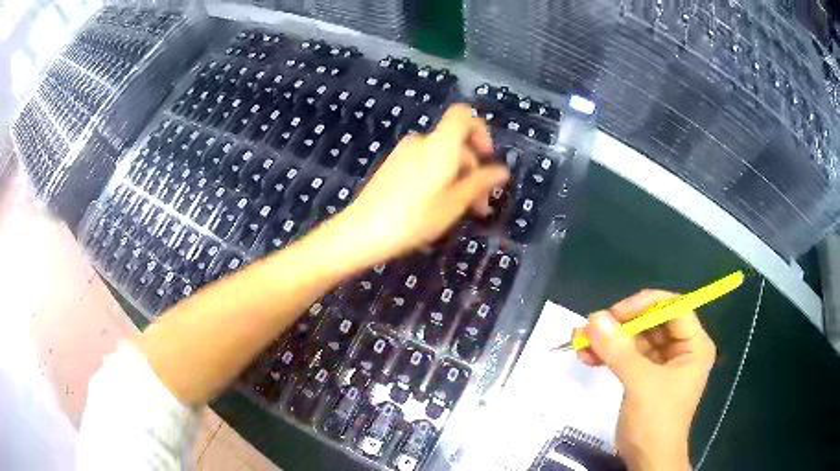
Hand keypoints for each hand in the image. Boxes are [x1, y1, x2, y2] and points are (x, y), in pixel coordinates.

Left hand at [327, 104, 509, 269]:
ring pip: (441, 158)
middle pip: (455, 143)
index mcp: (439, 144)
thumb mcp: (454, 203)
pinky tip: (438, 207)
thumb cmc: (414, 218)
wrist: (362, 231)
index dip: (480, 130)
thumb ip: (480, 183)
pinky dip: (438, 179)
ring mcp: (403, 154)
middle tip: (480, 206)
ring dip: (458, 179)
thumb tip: (503, 170)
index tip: (487, 158)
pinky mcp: (392, 167)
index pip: (463, 115)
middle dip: (474, 170)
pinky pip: (424, 165)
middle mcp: (421, 142)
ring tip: (462, 211)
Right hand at [577, 290, 715, 470]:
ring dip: (609, 340)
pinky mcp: (645, 375)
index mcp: (693, 345)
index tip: (615, 314)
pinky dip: (608, 354)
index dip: (645, 305)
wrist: (646, 460)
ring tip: (581, 343)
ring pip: (636, 338)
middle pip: (651, 322)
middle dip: (621, 325)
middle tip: (591, 328)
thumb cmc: (656, 421)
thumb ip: (619, 351)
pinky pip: (627, 355)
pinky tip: (587, 357)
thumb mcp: (640, 384)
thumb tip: (594, 318)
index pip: (673, 308)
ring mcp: (662, 363)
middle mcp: (681, 348)